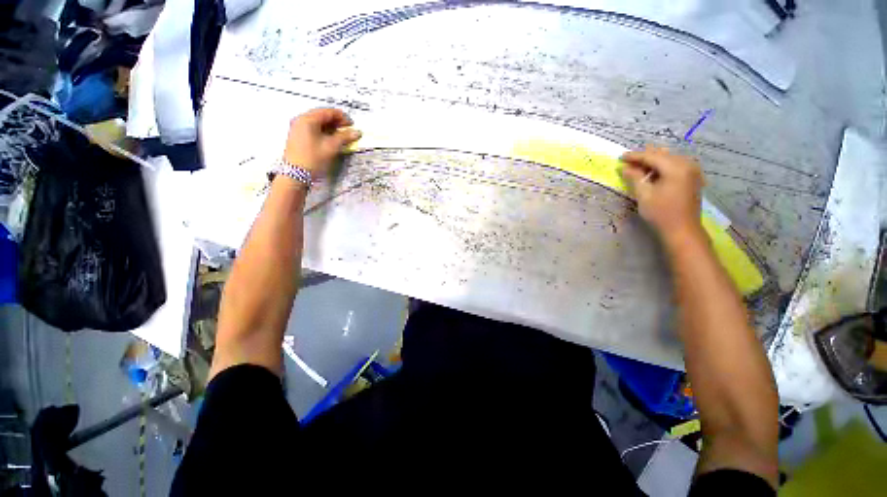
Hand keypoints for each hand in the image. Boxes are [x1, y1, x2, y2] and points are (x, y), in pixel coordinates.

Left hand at [283, 108, 361, 179]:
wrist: (295, 175)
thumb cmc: (313, 159)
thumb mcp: (331, 147)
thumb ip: (345, 137)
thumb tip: (357, 132)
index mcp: (308, 119)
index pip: (328, 112)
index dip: (342, 117)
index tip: (352, 125)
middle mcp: (301, 120)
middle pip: (322, 116)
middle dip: (337, 122)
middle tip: (348, 131)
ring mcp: (298, 128)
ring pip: (318, 123)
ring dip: (331, 128)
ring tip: (342, 136)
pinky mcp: (298, 137)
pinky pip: (313, 130)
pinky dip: (324, 132)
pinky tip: (331, 140)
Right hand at [620, 146, 704, 246]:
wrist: (682, 230)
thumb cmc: (661, 213)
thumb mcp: (644, 195)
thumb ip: (635, 178)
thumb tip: (625, 168)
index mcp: (675, 167)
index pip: (651, 156)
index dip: (635, 156)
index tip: (620, 157)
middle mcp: (687, 165)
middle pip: (663, 155)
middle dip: (645, 157)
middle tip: (628, 161)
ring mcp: (692, 171)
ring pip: (670, 159)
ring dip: (654, 161)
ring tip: (639, 165)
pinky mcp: (692, 179)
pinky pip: (676, 165)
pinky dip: (663, 166)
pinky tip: (654, 171)